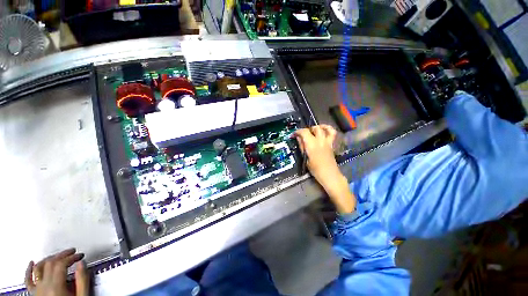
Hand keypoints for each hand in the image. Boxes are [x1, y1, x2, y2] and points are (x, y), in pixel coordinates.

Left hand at [25, 248, 88, 295]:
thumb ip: (82, 280)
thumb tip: (82, 264)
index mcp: (56, 287)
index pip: (62, 264)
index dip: (71, 257)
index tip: (80, 255)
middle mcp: (44, 286)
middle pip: (50, 263)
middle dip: (62, 255)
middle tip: (71, 252)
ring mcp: (37, 290)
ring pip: (39, 268)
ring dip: (49, 259)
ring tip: (57, 255)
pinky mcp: (34, 293)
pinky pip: (28, 280)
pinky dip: (29, 270)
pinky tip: (31, 263)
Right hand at [294, 124, 355, 212]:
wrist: (329, 175)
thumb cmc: (315, 169)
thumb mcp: (306, 158)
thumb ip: (302, 146)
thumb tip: (298, 138)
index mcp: (312, 145)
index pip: (304, 132)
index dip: (298, 131)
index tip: (294, 134)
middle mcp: (320, 141)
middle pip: (314, 129)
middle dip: (307, 130)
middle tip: (303, 135)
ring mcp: (327, 141)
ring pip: (324, 128)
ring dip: (317, 127)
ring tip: (313, 130)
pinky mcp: (331, 144)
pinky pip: (332, 133)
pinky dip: (328, 129)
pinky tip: (323, 130)